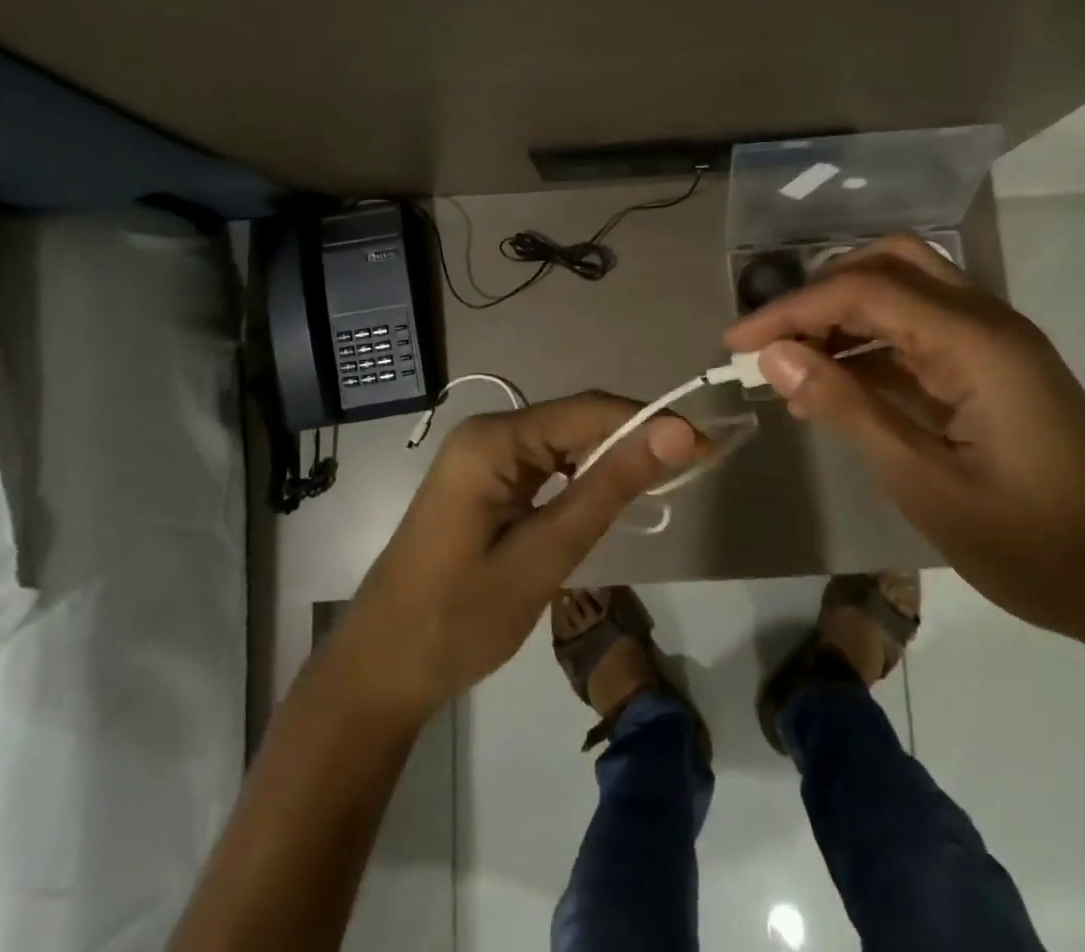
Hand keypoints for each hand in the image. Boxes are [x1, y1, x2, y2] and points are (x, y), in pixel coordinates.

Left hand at [326, 394, 698, 724]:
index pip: (590, 411)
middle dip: (637, 439)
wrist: (378, 673)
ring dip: (614, 459)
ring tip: (667, 479)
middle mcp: (488, 433)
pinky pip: (546, 464)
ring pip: (565, 442)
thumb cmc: (457, 621)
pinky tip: (612, 495)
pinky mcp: (484, 481)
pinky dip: (584, 477)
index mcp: (495, 440)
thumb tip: (675, 433)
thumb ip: (609, 490)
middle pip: (578, 421)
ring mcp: (482, 456)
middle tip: (696, 466)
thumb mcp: (544, 556)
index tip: (706, 446)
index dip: (652, 422)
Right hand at [724, 236, 1084, 668]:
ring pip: (906, 293)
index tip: (736, 344)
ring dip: (845, 317)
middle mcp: (986, 321)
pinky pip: (924, 334)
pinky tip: (840, 386)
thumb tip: (776, 356)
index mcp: (974, 340)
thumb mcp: (926, 483)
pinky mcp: (999, 370)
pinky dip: (874, 347)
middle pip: (889, 265)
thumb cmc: (1040, 546)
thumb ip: (848, 408)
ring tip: (793, 366)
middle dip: (820, 293)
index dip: (790, 311)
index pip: (861, 292)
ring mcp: (996, 343)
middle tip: (773, 340)